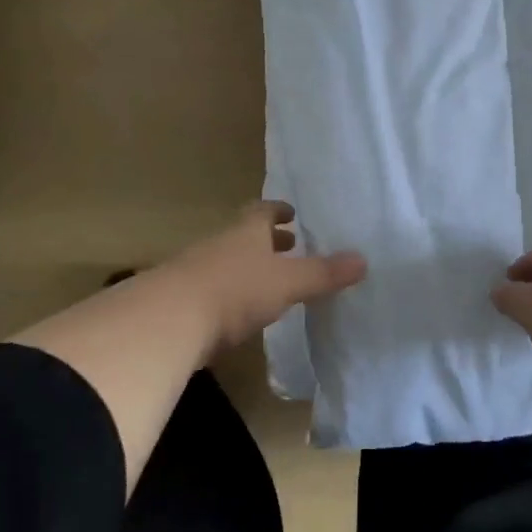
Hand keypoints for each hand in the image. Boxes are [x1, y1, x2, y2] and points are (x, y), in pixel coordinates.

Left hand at [164, 201, 367, 356]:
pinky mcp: (182, 302)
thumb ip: (323, 273)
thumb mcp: (287, 282)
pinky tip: (240, 313)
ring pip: (227, 262)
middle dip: (267, 240)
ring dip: (248, 268)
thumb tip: (363, 260)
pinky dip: (230, 294)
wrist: (168, 321)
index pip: (262, 211)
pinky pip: (212, 290)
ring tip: (269, 281)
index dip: (278, 210)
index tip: (291, 213)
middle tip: (289, 245)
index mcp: (246, 232)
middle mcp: (220, 245)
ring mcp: (195, 271)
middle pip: (244, 236)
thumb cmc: (235, 290)